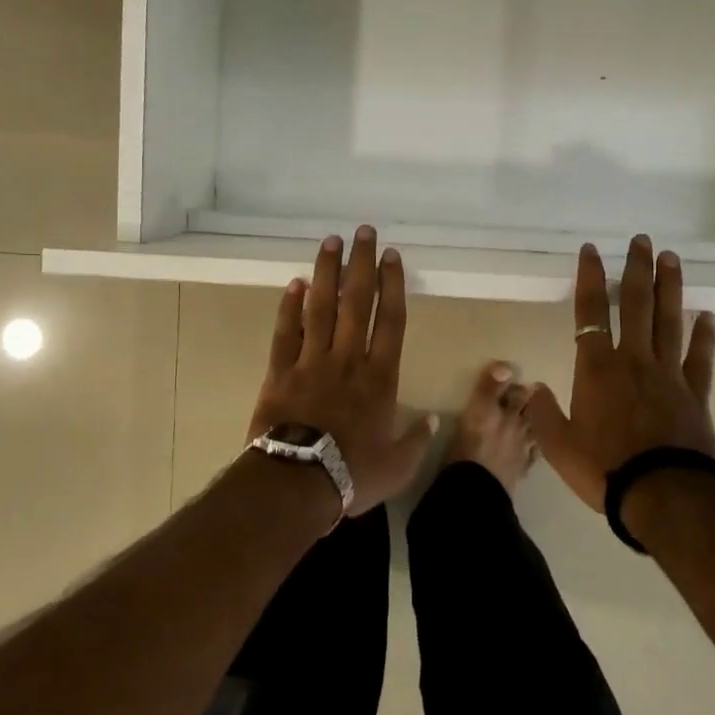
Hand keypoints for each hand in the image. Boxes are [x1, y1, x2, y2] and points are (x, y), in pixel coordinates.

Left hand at [250, 227, 436, 516]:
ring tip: (330, 242)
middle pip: (356, 301)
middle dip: (360, 263)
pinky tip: (295, 283)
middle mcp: (348, 359)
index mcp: (380, 377)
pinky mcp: (280, 371)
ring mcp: (312, 361)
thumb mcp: (397, 466)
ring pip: (320, 307)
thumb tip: (433, 420)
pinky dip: (290, 306)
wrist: (296, 483)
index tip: (391, 255)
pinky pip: (286, 332)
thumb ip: (417, 440)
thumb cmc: (352, 474)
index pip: (390, 320)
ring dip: (327, 272)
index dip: (392, 284)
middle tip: (362, 232)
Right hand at [526, 237, 714, 512]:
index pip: (590, 312)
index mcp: (597, 368)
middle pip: (635, 304)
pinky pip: (700, 357)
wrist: (663, 496)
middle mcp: (633, 360)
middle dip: (636, 269)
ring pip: (669, 320)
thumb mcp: (558, 447)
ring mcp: (668, 374)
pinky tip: (707, 316)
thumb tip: (533, 388)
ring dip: (669, 288)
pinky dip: (704, 335)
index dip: (589, 278)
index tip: (592, 250)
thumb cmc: (605, 469)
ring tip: (671, 258)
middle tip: (642, 240)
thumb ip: (543, 414)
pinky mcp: (695, 394)